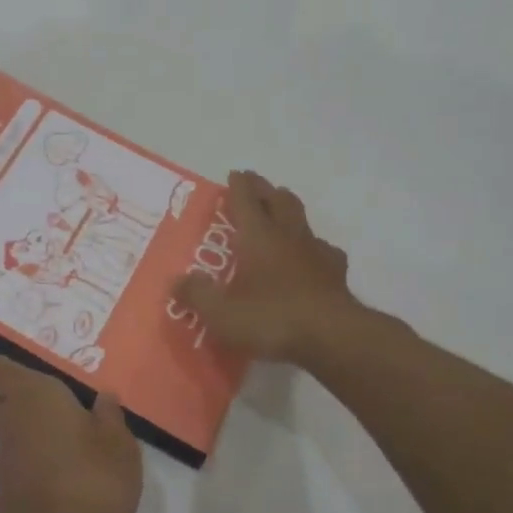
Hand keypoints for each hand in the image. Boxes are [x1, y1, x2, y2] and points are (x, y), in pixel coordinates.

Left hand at [0, 355, 141, 512]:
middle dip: (29, 400)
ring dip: (35, 433)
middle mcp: (11, 420)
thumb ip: (110, 415)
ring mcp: (3, 458)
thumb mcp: (119, 444)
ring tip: (72, 445)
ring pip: (14, 432)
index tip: (31, 370)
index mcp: (34, 396)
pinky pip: (20, 462)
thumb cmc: (91, 480)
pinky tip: (64, 477)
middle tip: (65, 407)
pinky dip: (35, 462)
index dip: (8, 366)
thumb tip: (102, 397)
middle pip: (8, 400)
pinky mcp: (5, 491)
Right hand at [172, 170, 356, 364]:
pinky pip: (324, 251)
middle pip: (280, 201)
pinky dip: (314, 249)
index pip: (246, 199)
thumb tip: (177, 281)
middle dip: (266, 190)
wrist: (332, 338)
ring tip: (282, 218)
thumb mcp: (220, 313)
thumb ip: (196, 294)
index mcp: (258, 237)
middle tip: (256, 186)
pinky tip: (311, 260)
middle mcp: (288, 236)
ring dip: (291, 214)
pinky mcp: (336, 275)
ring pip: (303, 221)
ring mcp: (316, 253)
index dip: (238, 185)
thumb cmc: (271, 318)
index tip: (235, 174)